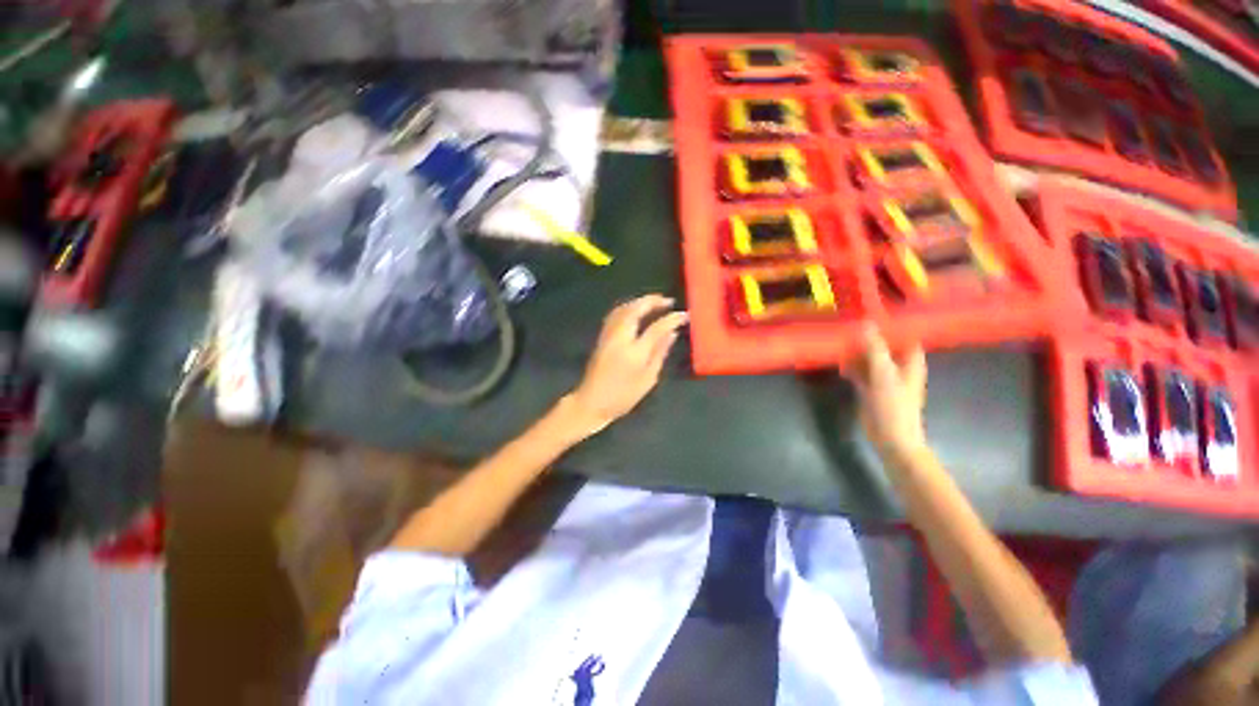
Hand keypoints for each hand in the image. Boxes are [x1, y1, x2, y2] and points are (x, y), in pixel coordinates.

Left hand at [562, 295, 687, 438]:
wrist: (591, 402)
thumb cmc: (623, 396)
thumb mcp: (648, 378)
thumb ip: (660, 353)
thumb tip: (672, 333)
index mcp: (635, 351)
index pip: (656, 327)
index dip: (672, 319)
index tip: (684, 315)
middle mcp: (620, 338)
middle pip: (635, 309)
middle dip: (653, 301)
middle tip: (668, 301)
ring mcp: (608, 335)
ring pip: (623, 308)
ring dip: (639, 302)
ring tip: (654, 303)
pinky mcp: (602, 337)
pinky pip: (615, 314)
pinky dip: (628, 307)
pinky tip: (635, 311)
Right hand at [850, 324, 927, 459]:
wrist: (891, 438)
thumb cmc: (893, 405)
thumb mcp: (883, 373)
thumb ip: (875, 348)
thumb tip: (865, 323)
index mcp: (910, 361)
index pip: (902, 336)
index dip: (889, 325)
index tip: (868, 315)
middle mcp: (898, 367)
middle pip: (882, 346)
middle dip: (866, 339)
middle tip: (847, 329)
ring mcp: (884, 378)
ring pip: (869, 359)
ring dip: (856, 354)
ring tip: (840, 347)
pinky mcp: (871, 389)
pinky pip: (860, 372)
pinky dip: (851, 368)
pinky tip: (841, 367)